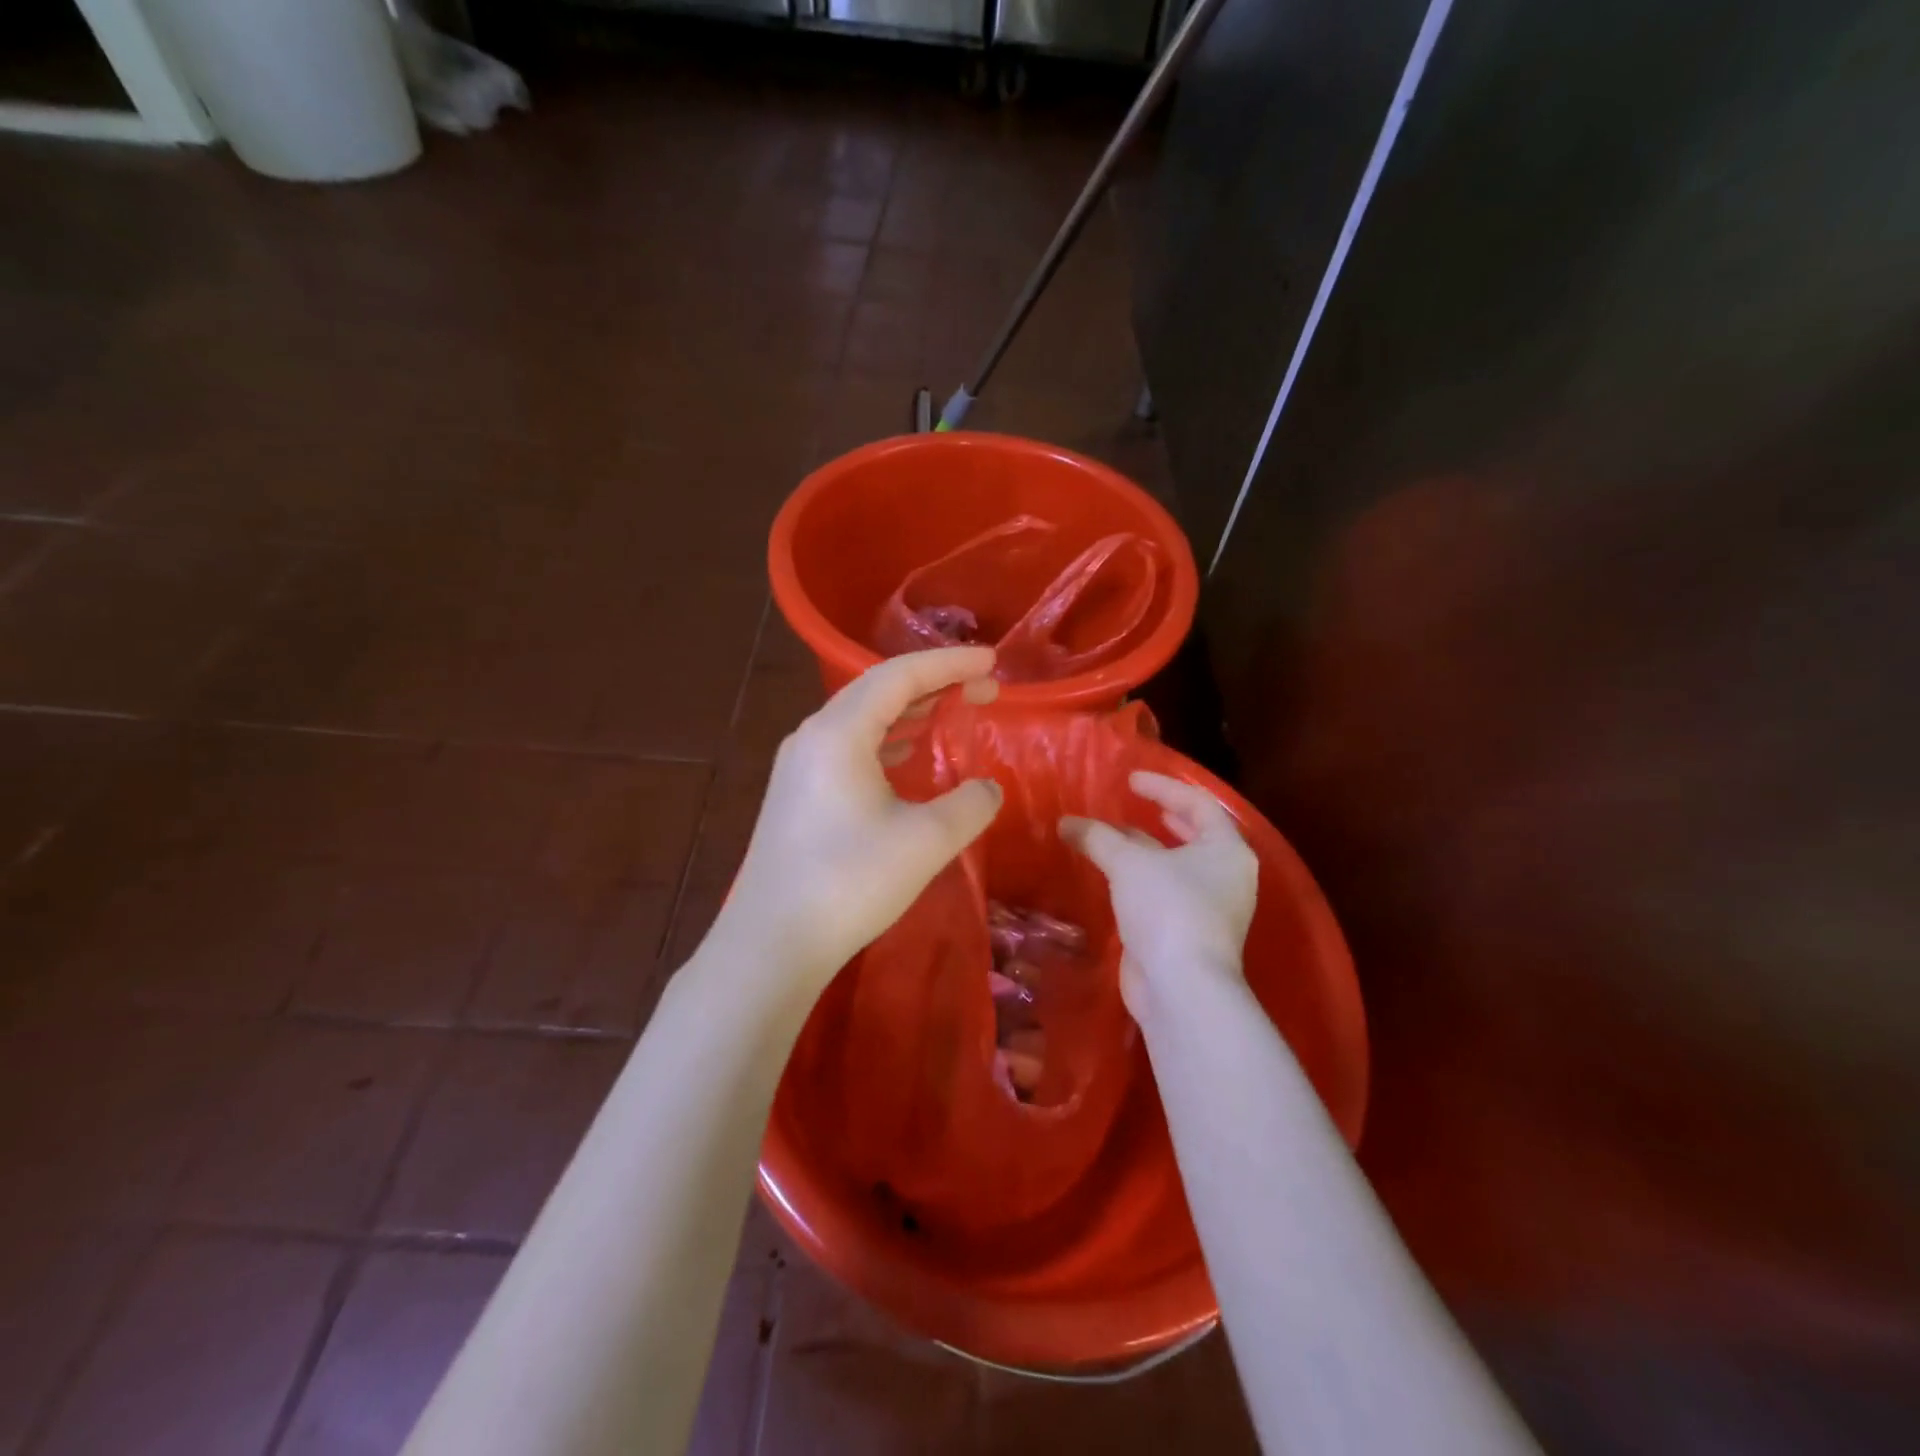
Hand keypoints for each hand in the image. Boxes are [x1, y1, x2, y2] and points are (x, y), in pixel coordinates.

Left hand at [712, 647, 1004, 992]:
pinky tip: (905, 755)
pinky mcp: (796, 794)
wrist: (772, 942)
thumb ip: (969, 806)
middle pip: (878, 690)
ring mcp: (799, 766)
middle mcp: (813, 736)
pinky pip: (848, 747)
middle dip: (933, 684)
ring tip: (950, 711)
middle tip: (981, 689)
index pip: (900, 675)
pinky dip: (886, 740)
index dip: (949, 663)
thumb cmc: (849, 882)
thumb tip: (989, 789)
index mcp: (839, 732)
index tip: (991, 662)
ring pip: (861, 719)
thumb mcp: (925, 842)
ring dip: (909, 711)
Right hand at [1060, 772, 1257, 1019]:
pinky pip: (1165, 893)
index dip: (1164, 787)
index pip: (1199, 804)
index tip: (1131, 780)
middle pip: (1195, 836)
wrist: (1180, 986)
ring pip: (1176, 867)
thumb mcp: (1129, 863)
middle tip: (1138, 805)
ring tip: (1116, 837)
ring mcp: (1210, 908)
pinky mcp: (1188, 934)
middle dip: (1165, 818)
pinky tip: (1115, 877)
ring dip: (1147, 850)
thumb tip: (1066, 823)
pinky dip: (1141, 879)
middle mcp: (1226, 876)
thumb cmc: (1167, 909)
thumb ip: (1098, 838)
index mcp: (1227, 850)